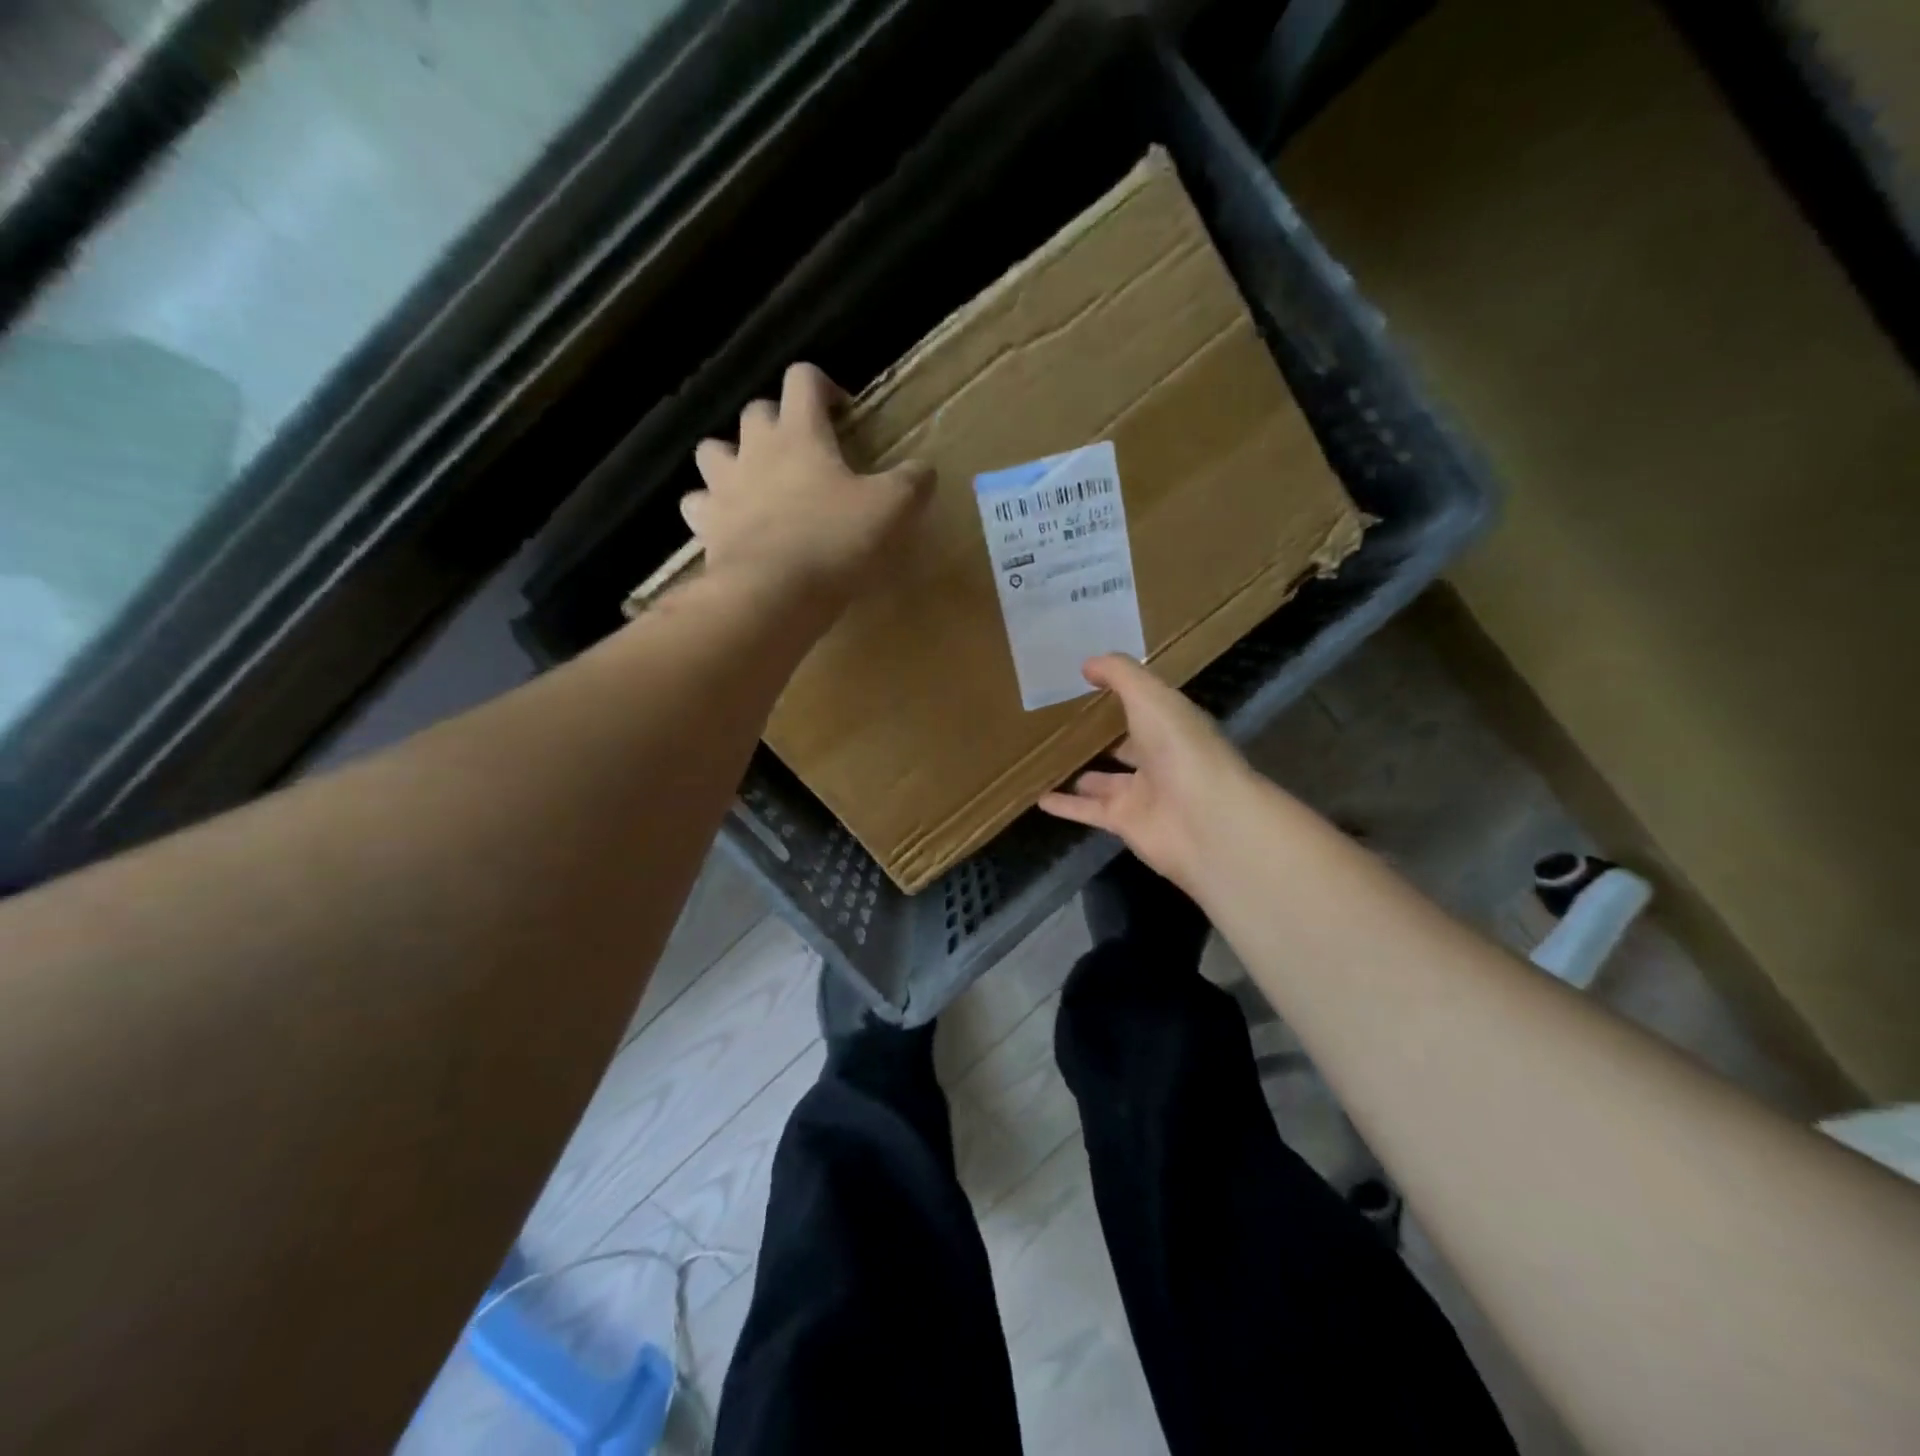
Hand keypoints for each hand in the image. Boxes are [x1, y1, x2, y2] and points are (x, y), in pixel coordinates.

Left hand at [686, 363, 933, 610]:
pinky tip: (727, 524)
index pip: (803, 379)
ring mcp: (723, 486)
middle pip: (756, 411)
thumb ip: (912, 483)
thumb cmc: (835, 541)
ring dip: (732, 457)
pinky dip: (710, 509)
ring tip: (753, 480)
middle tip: (802, 451)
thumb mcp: (892, 510)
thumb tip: (924, 469)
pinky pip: (697, 505)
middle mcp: (755, 448)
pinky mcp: (706, 526)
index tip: (842, 412)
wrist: (773, 593)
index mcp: (800, 433)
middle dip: (777, 422)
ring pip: (713, 450)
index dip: (823, 386)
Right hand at [1038, 655, 1255, 895]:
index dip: (1124, 695)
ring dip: (1083, 774)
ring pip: (1106, 782)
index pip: (1147, 707)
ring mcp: (1143, 794)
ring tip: (1049, 762)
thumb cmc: (1180, 748)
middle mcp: (1161, 758)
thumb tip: (1087, 664)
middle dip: (1105, 738)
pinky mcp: (1124, 823)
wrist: (1205, 820)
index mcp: (1173, 725)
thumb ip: (1119, 674)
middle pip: (1129, 746)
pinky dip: (1066, 807)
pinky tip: (1039, 798)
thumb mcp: (1149, 696)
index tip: (1090, 683)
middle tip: (1066, 726)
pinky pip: (1088, 812)